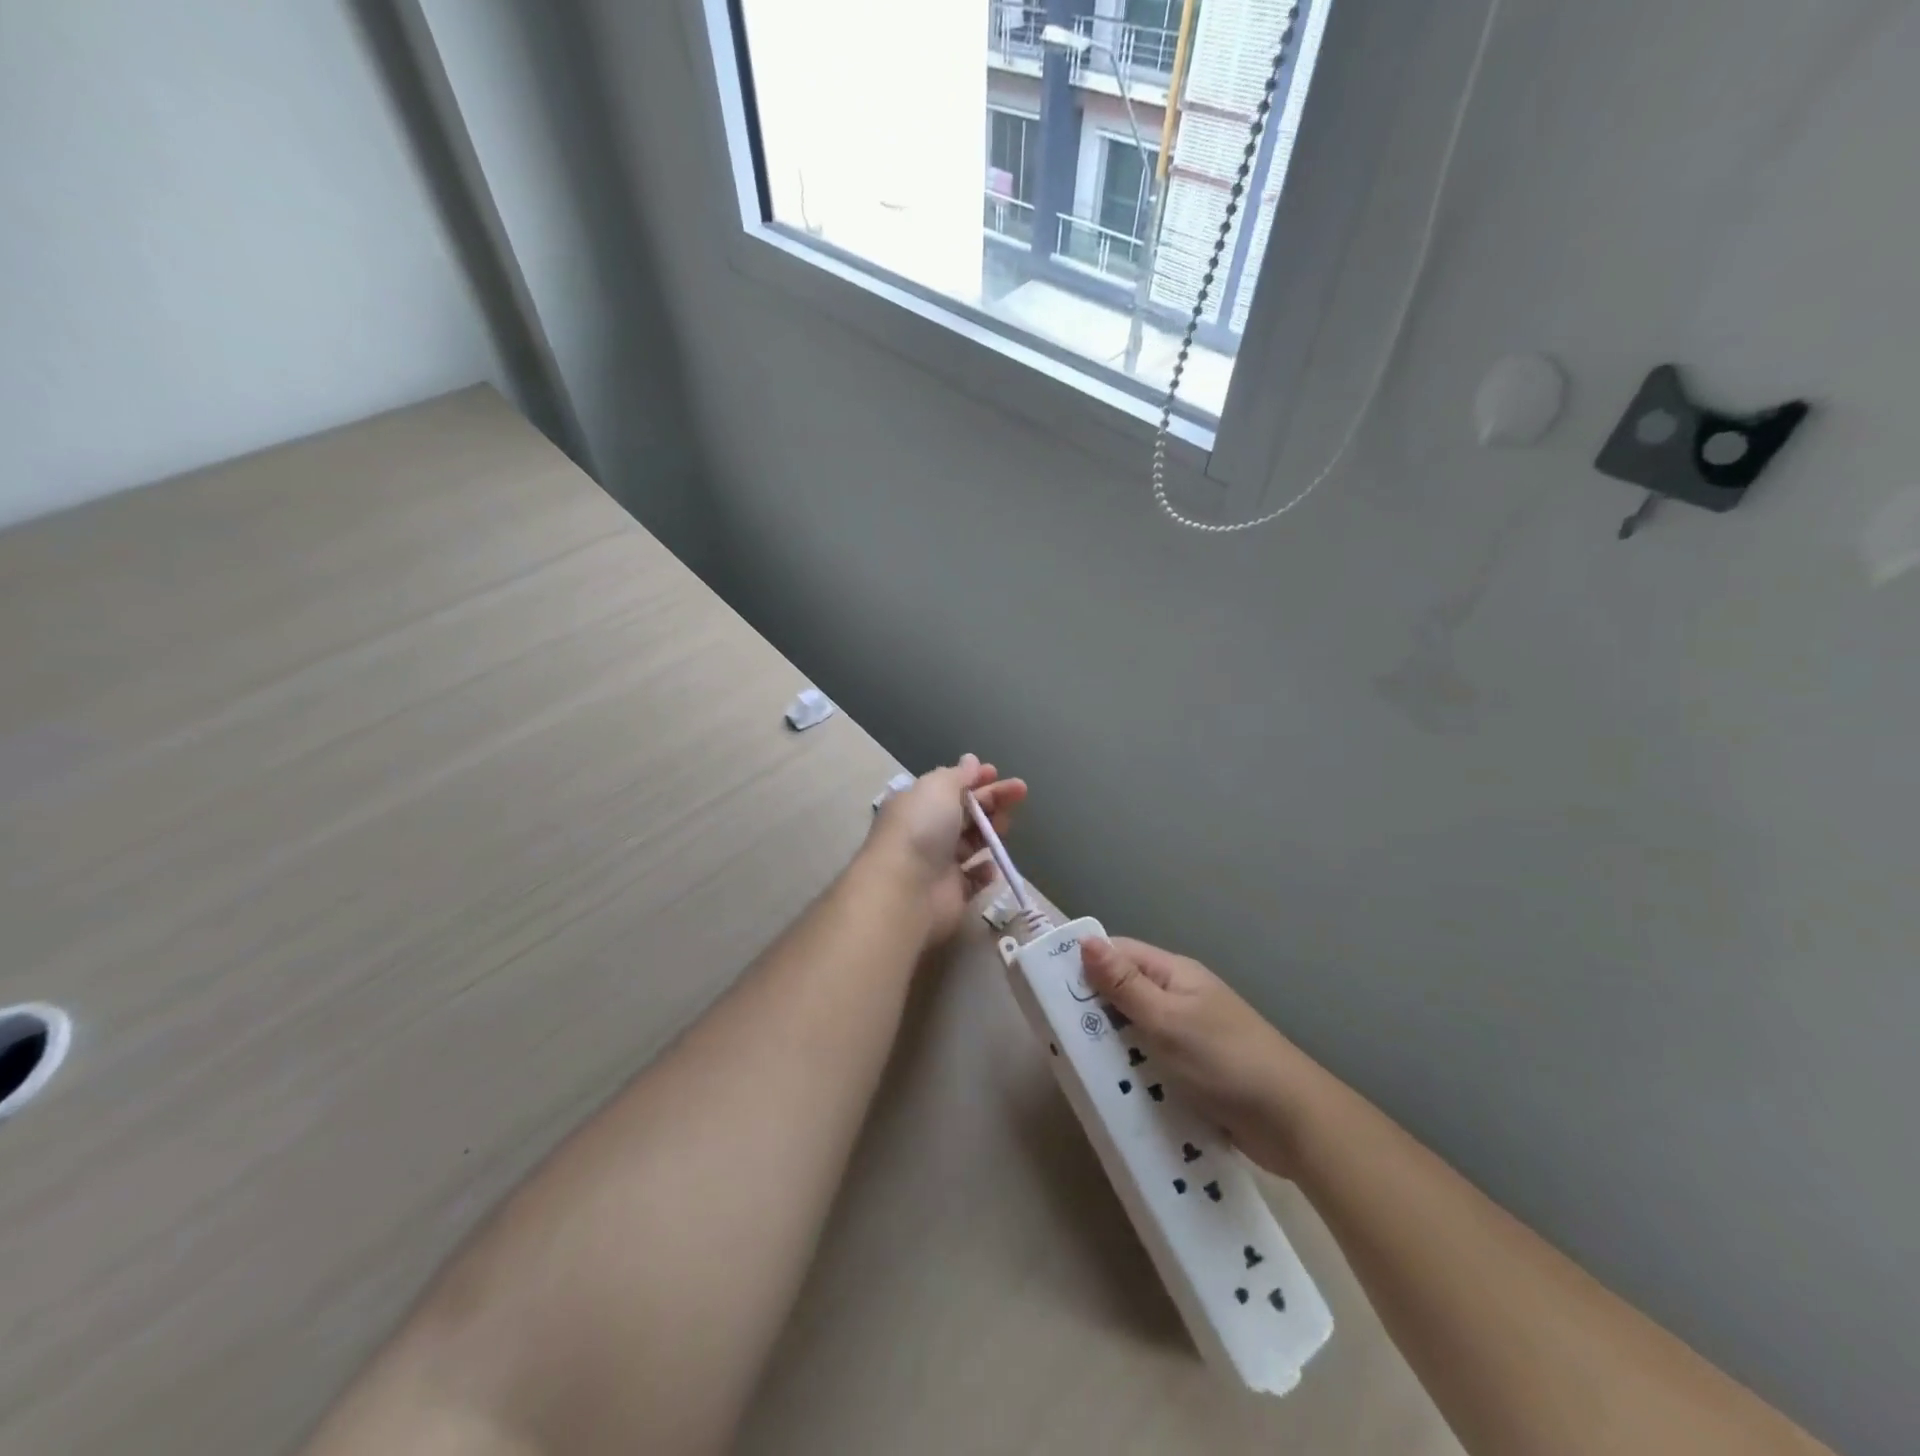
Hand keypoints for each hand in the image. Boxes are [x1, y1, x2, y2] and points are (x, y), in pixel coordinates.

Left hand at [861, 753, 1026, 945]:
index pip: (950, 787)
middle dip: (993, 800)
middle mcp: (926, 832)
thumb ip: (958, 775)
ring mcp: (939, 864)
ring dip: (991, 832)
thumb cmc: (921, 828)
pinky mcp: (952, 893)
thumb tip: (971, 761)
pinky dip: (985, 871)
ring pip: (972, 843)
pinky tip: (991, 864)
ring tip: (1006, 826)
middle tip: (1020, 792)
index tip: (997, 773)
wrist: (906, 889)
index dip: (974, 779)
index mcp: (918, 804)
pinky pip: (974, 879)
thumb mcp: (938, 788)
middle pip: (966, 812)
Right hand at [1081, 937, 1323, 1176]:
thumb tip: (1086, 940)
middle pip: (1124, 992)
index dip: (1085, 964)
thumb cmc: (1224, 1059)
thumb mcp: (1166, 1019)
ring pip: (1135, 1030)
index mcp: (1174, 974)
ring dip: (1112, 1045)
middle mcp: (1179, 997)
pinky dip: (1134, 1071)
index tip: (1049, 988)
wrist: (1293, 1121)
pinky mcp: (1194, 1071)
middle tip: (1058, 1034)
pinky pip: (1152, 1061)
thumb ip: (1124, 984)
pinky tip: (1114, 1089)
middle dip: (1094, 1010)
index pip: (1119, 953)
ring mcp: (1188, 1035)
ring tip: (1078, 1065)